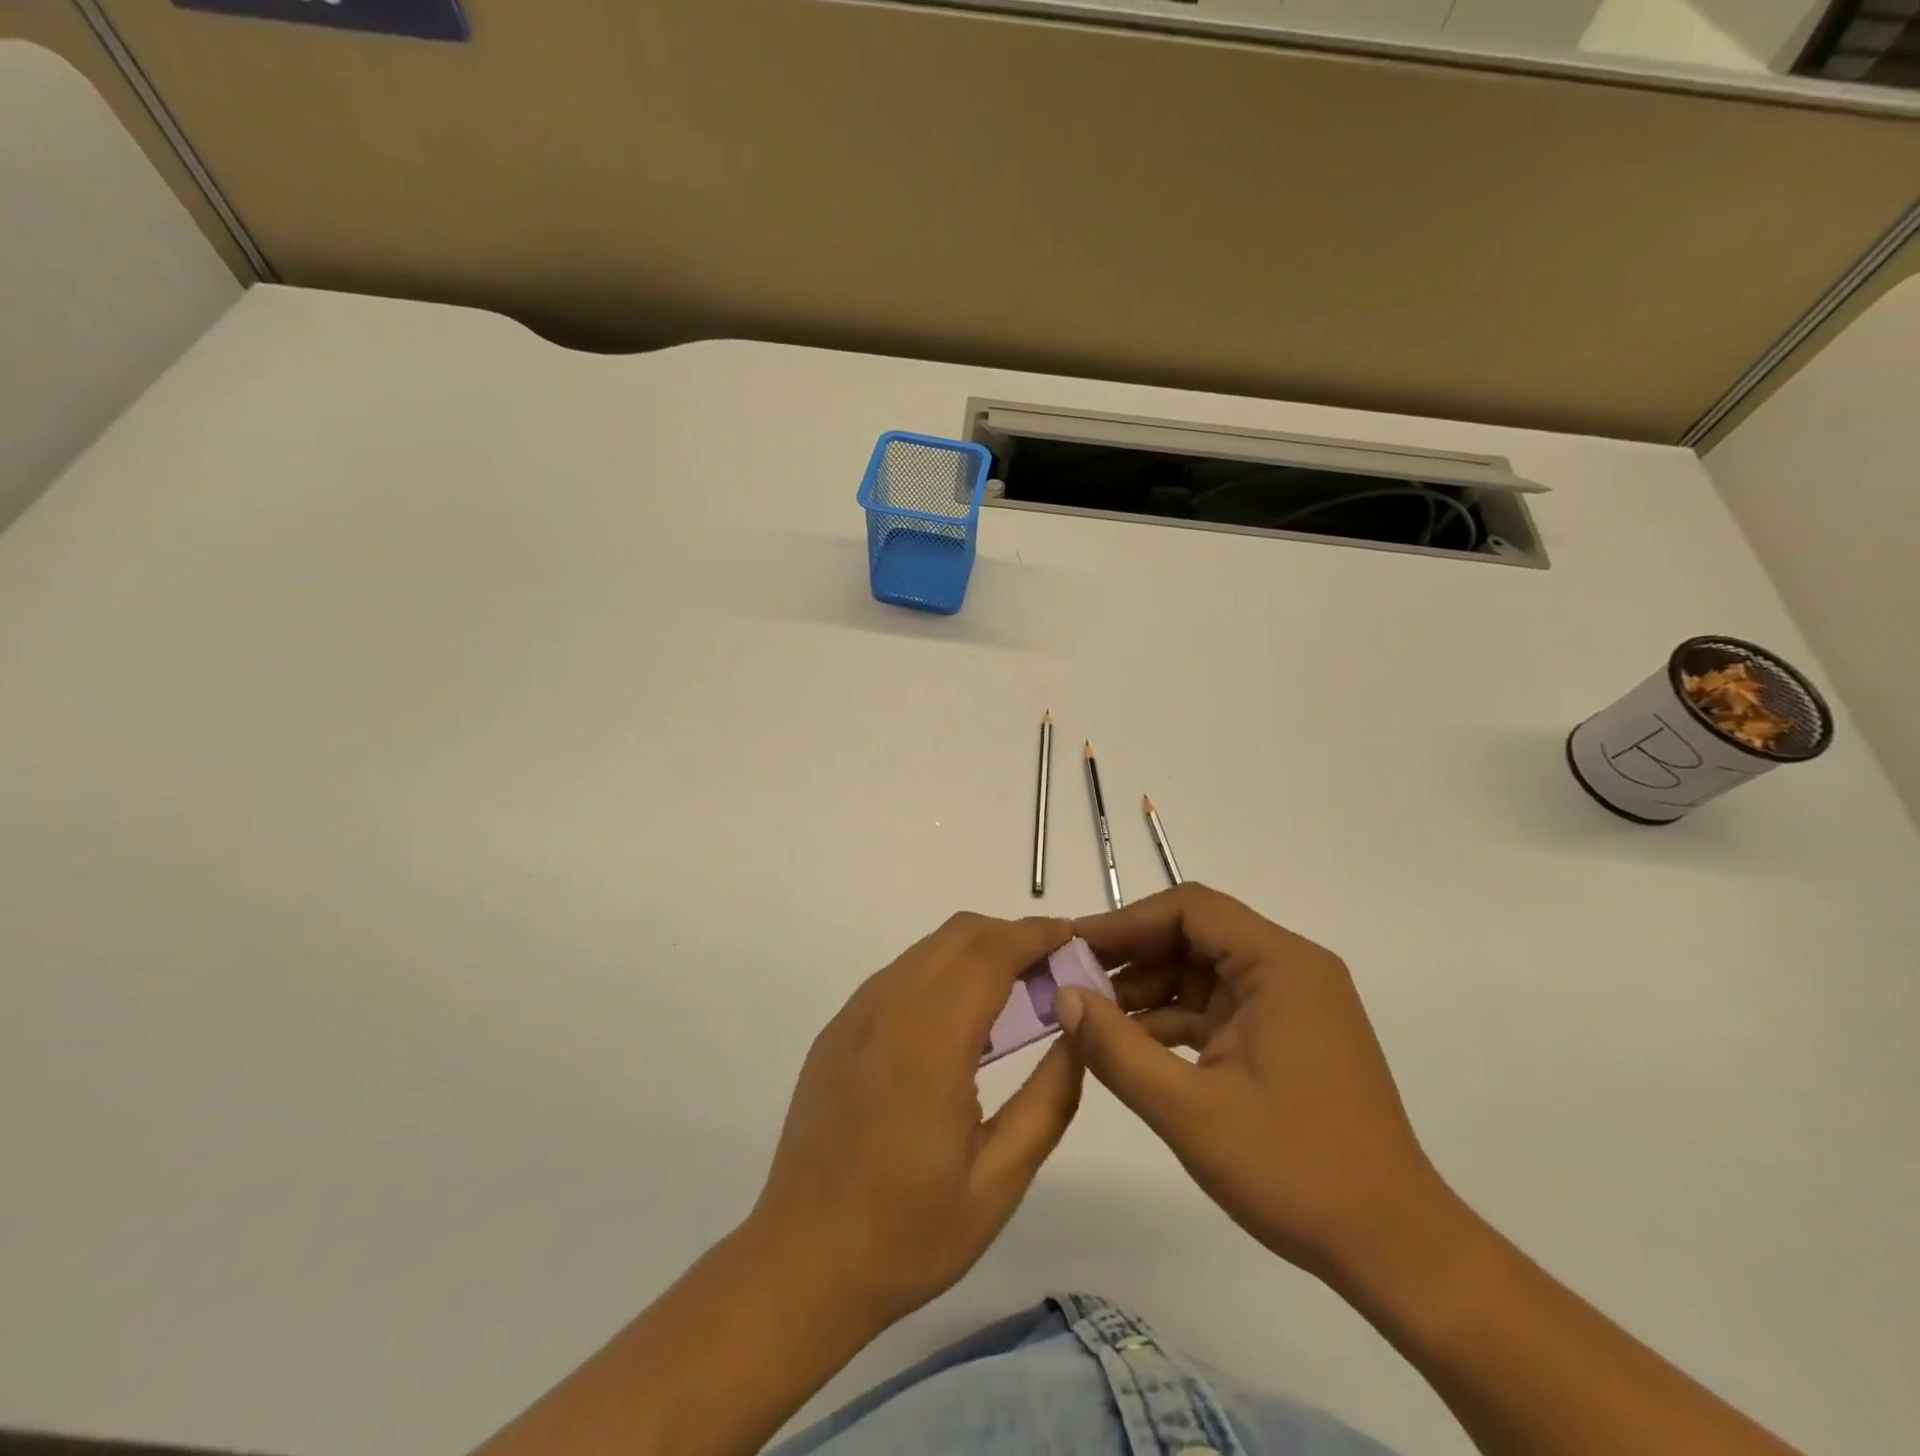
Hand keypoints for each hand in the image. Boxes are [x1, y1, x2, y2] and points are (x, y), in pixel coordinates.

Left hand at [750, 913, 1084, 1332]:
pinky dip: (940, 974)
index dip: (1034, 934)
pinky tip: (957, 1025)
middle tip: (1049, 972)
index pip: (989, 952)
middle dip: (1009, 936)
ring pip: (926, 950)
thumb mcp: (999, 1180)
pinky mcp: (837, 1031)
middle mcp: (887, 1008)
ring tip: (1012, 996)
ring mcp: (854, 1015)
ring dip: (975, 953)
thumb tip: (1077, 1033)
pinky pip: (898, 976)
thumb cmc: (908, 1232)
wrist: (801, 1262)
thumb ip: (1048, 1099)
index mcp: (929, 1040)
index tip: (1070, 937)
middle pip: (958, 935)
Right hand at [1056, 884, 1442, 1290]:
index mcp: (1280, 965)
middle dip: (1132, 955)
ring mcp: (1290, 1003)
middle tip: (1073, 980)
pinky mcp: (1284, 1035)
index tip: (1074, 946)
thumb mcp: (1189, 1111)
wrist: (1394, 1249)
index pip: (1191, 909)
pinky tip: (1131, 1044)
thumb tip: (1062, 997)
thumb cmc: (1295, 1171)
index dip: (1126, 921)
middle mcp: (1289, 969)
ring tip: (1091, 1017)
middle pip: (1195, 934)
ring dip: (1147, 990)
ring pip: (1202, 971)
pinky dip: (1172, 1019)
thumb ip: (1117, 1048)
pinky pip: (1216, 1006)